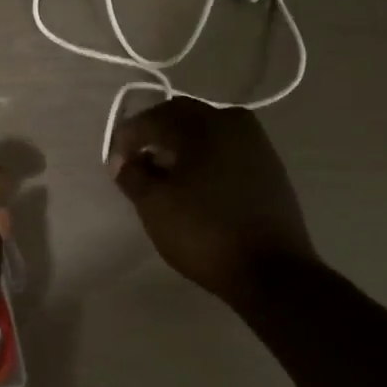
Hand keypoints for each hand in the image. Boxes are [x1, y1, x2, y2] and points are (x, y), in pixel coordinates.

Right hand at [109, 99, 316, 305]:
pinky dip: (203, 156)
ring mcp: (256, 142)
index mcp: (203, 125)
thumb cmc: (204, 233)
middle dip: (153, 135)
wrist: (272, 271)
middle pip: (181, 116)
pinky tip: (194, 183)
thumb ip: (132, 175)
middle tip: (135, 163)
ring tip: (163, 175)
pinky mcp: (268, 165)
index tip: (115, 165)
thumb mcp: (154, 205)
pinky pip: (225, 148)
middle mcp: (232, 122)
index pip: (152, 118)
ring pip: (206, 130)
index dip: (127, 138)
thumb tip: (123, 161)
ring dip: (179, 145)